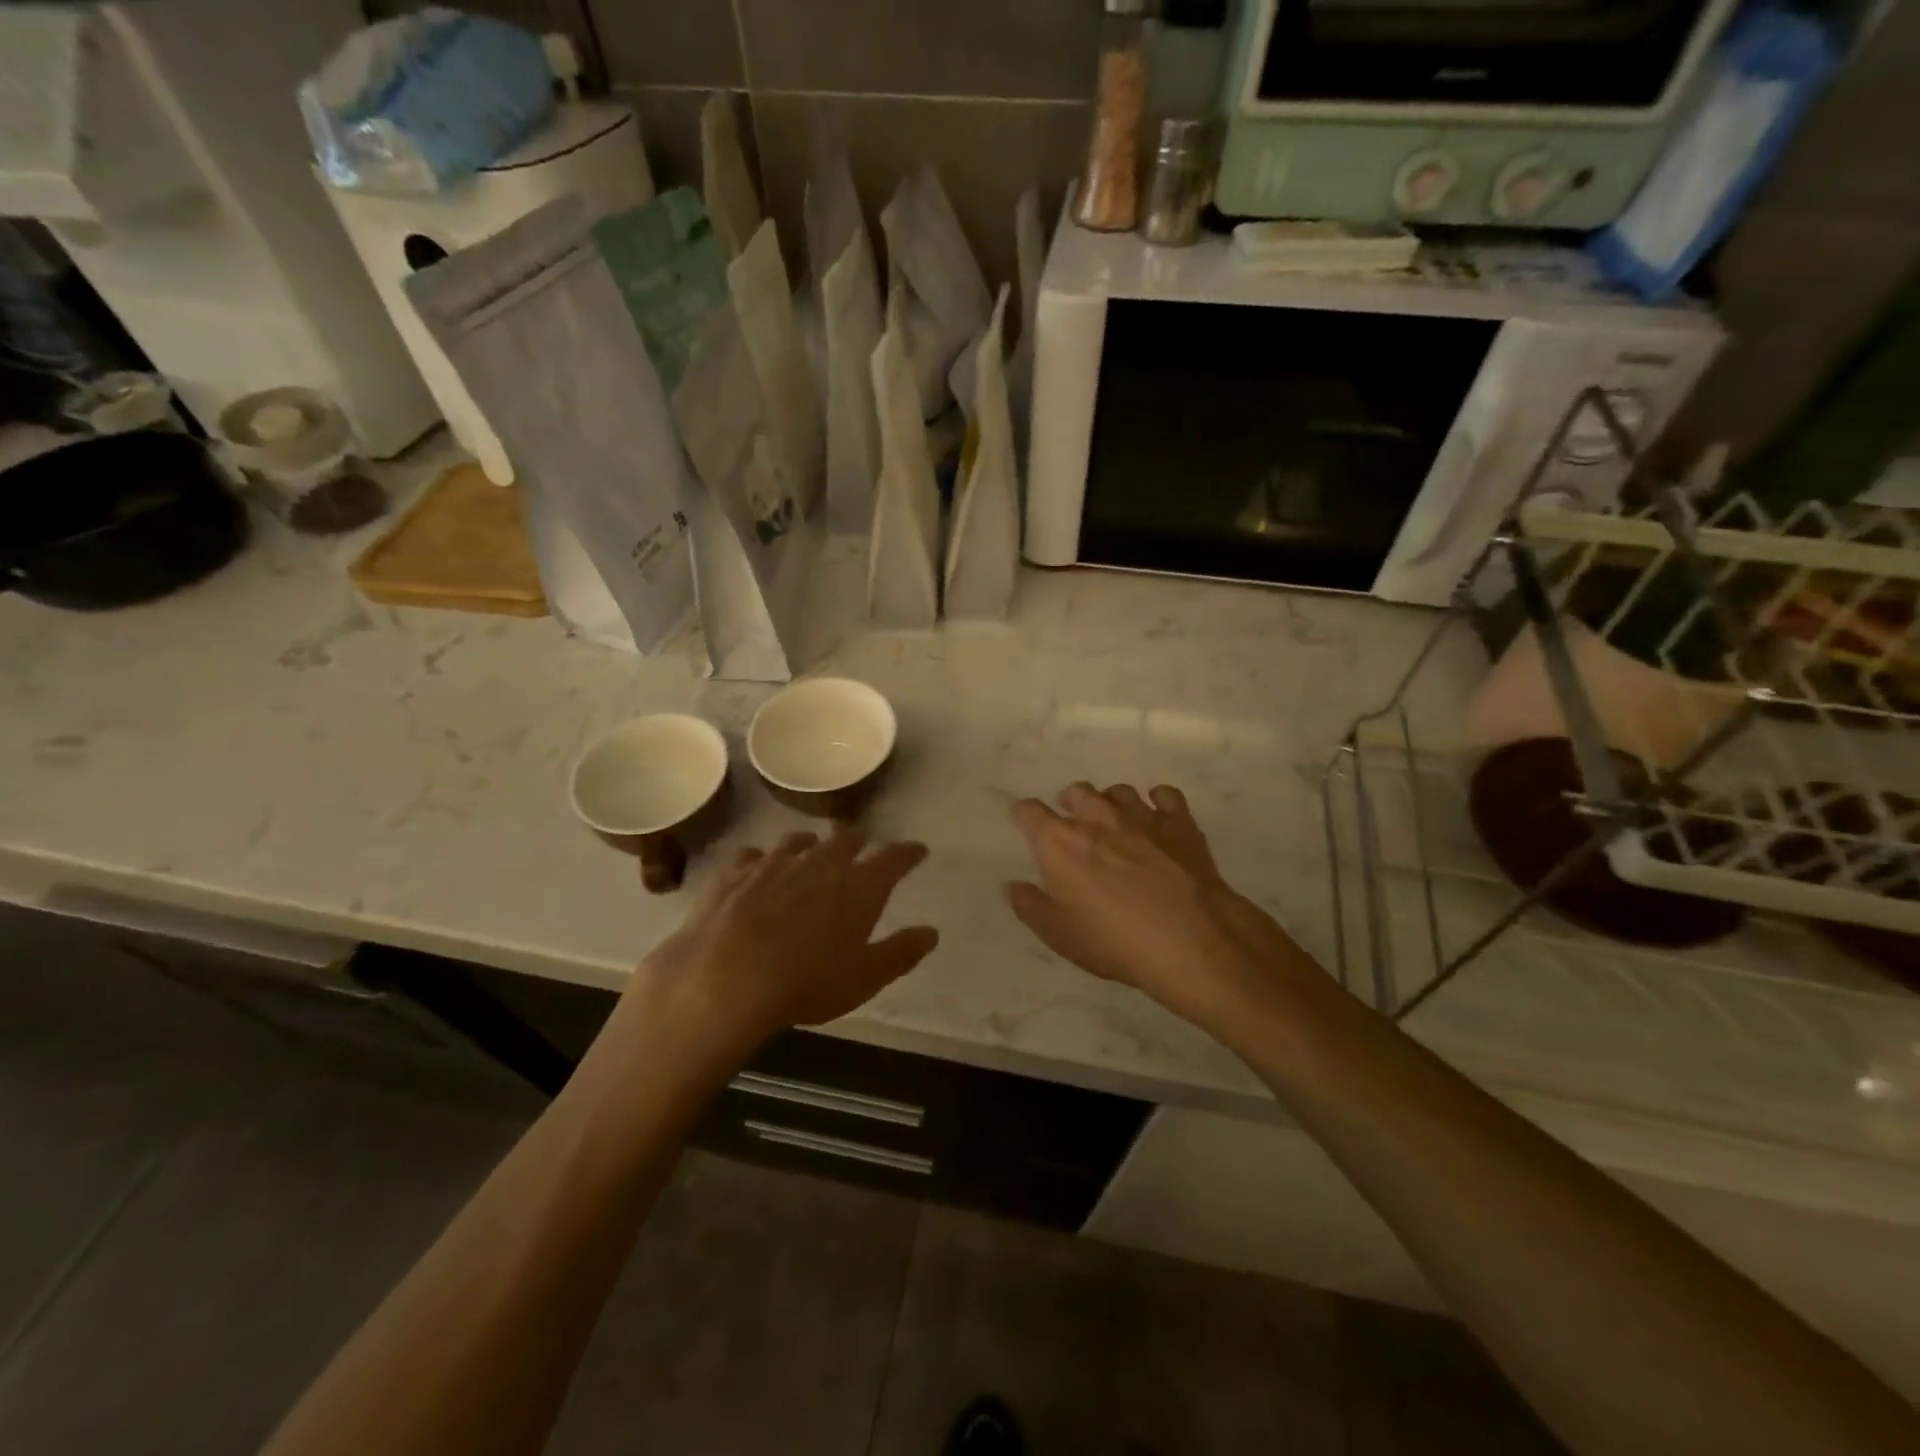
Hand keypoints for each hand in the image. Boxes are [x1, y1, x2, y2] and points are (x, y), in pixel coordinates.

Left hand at [626, 826, 937, 1056]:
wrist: (724, 980)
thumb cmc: (807, 982)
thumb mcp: (865, 978)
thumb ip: (901, 952)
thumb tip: (930, 933)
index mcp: (859, 885)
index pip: (893, 858)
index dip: (908, 853)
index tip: (918, 851)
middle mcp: (820, 862)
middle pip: (846, 838)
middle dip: (858, 840)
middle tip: (862, 845)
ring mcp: (773, 863)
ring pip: (798, 842)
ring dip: (811, 846)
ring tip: (811, 853)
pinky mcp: (734, 873)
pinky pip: (752, 856)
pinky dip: (761, 862)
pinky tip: (756, 871)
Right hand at [1006, 783, 1303, 1032]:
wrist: (1189, 938)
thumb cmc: (1114, 941)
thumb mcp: (1060, 935)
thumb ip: (1031, 907)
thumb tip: (1013, 886)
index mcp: (1060, 841)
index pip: (1030, 811)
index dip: (1024, 815)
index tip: (1026, 823)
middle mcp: (1097, 817)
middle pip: (1076, 792)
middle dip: (1071, 804)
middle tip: (1075, 826)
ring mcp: (1140, 815)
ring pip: (1118, 791)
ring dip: (1112, 803)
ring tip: (1116, 823)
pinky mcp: (1179, 821)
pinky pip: (1165, 795)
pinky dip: (1158, 801)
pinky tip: (1159, 818)